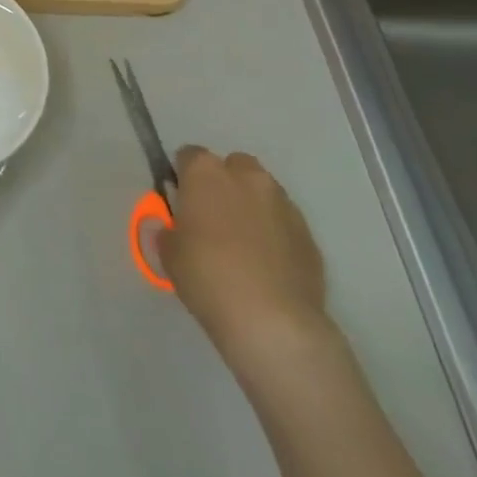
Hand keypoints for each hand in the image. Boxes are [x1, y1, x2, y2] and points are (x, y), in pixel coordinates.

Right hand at [155, 147, 329, 372]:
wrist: (272, 321)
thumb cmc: (207, 276)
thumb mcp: (169, 253)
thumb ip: (167, 231)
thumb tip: (169, 228)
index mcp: (206, 172)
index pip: (189, 156)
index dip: (182, 177)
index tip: (179, 201)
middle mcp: (247, 178)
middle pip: (233, 166)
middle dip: (223, 184)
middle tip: (211, 218)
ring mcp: (283, 204)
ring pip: (262, 193)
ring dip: (251, 207)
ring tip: (242, 245)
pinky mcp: (309, 235)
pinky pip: (284, 223)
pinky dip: (274, 234)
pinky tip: (266, 266)